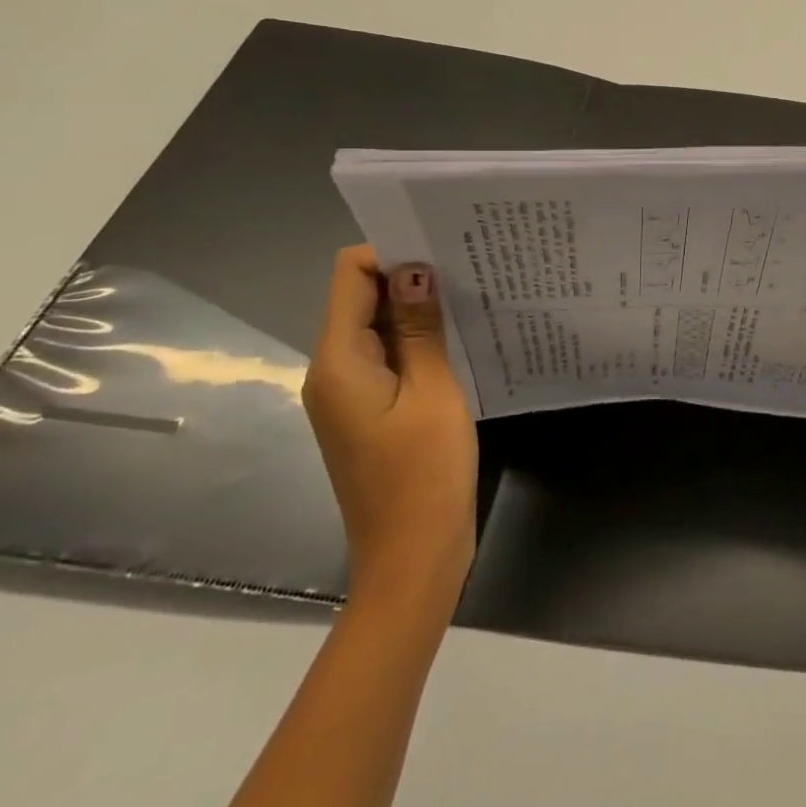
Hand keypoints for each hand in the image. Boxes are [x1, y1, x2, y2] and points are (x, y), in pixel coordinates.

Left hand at [303, 246, 478, 616]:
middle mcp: (333, 370)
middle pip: (361, 296)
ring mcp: (350, 392)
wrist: (413, 559)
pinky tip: (460, 335)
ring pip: (378, 325)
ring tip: (472, 292)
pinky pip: (388, 354)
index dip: (392, 252)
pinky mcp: (370, 409)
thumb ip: (420, 328)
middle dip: (410, 275)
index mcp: (339, 361)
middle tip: (469, 264)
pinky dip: (418, 339)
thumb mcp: (433, 392)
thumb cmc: (424, 475)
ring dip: (418, 307)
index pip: (350, 274)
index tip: (445, 247)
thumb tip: (416, 268)